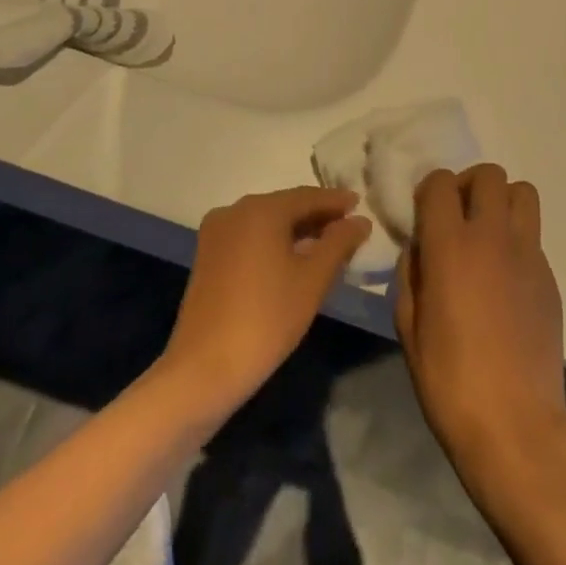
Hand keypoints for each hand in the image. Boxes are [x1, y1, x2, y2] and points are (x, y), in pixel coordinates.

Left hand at [160, 187, 370, 416]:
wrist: (204, 368)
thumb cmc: (267, 318)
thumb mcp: (313, 279)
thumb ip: (339, 243)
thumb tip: (360, 221)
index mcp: (261, 209)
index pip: (308, 196)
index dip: (337, 201)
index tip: (361, 205)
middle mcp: (235, 211)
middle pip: (285, 206)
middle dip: (318, 216)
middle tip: (349, 228)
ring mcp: (217, 233)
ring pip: (266, 222)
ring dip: (297, 230)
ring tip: (328, 245)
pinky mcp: (208, 256)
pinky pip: (250, 237)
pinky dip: (274, 242)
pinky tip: (295, 259)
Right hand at [396, 164, 565, 488]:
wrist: (514, 423)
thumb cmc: (449, 378)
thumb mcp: (407, 325)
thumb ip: (411, 272)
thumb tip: (421, 246)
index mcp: (451, 245)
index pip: (441, 182)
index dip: (428, 191)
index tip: (423, 216)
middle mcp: (493, 236)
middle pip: (489, 174)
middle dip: (467, 185)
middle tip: (456, 218)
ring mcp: (528, 254)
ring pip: (522, 192)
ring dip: (500, 201)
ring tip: (485, 235)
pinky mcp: (549, 276)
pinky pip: (532, 234)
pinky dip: (515, 238)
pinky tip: (503, 278)